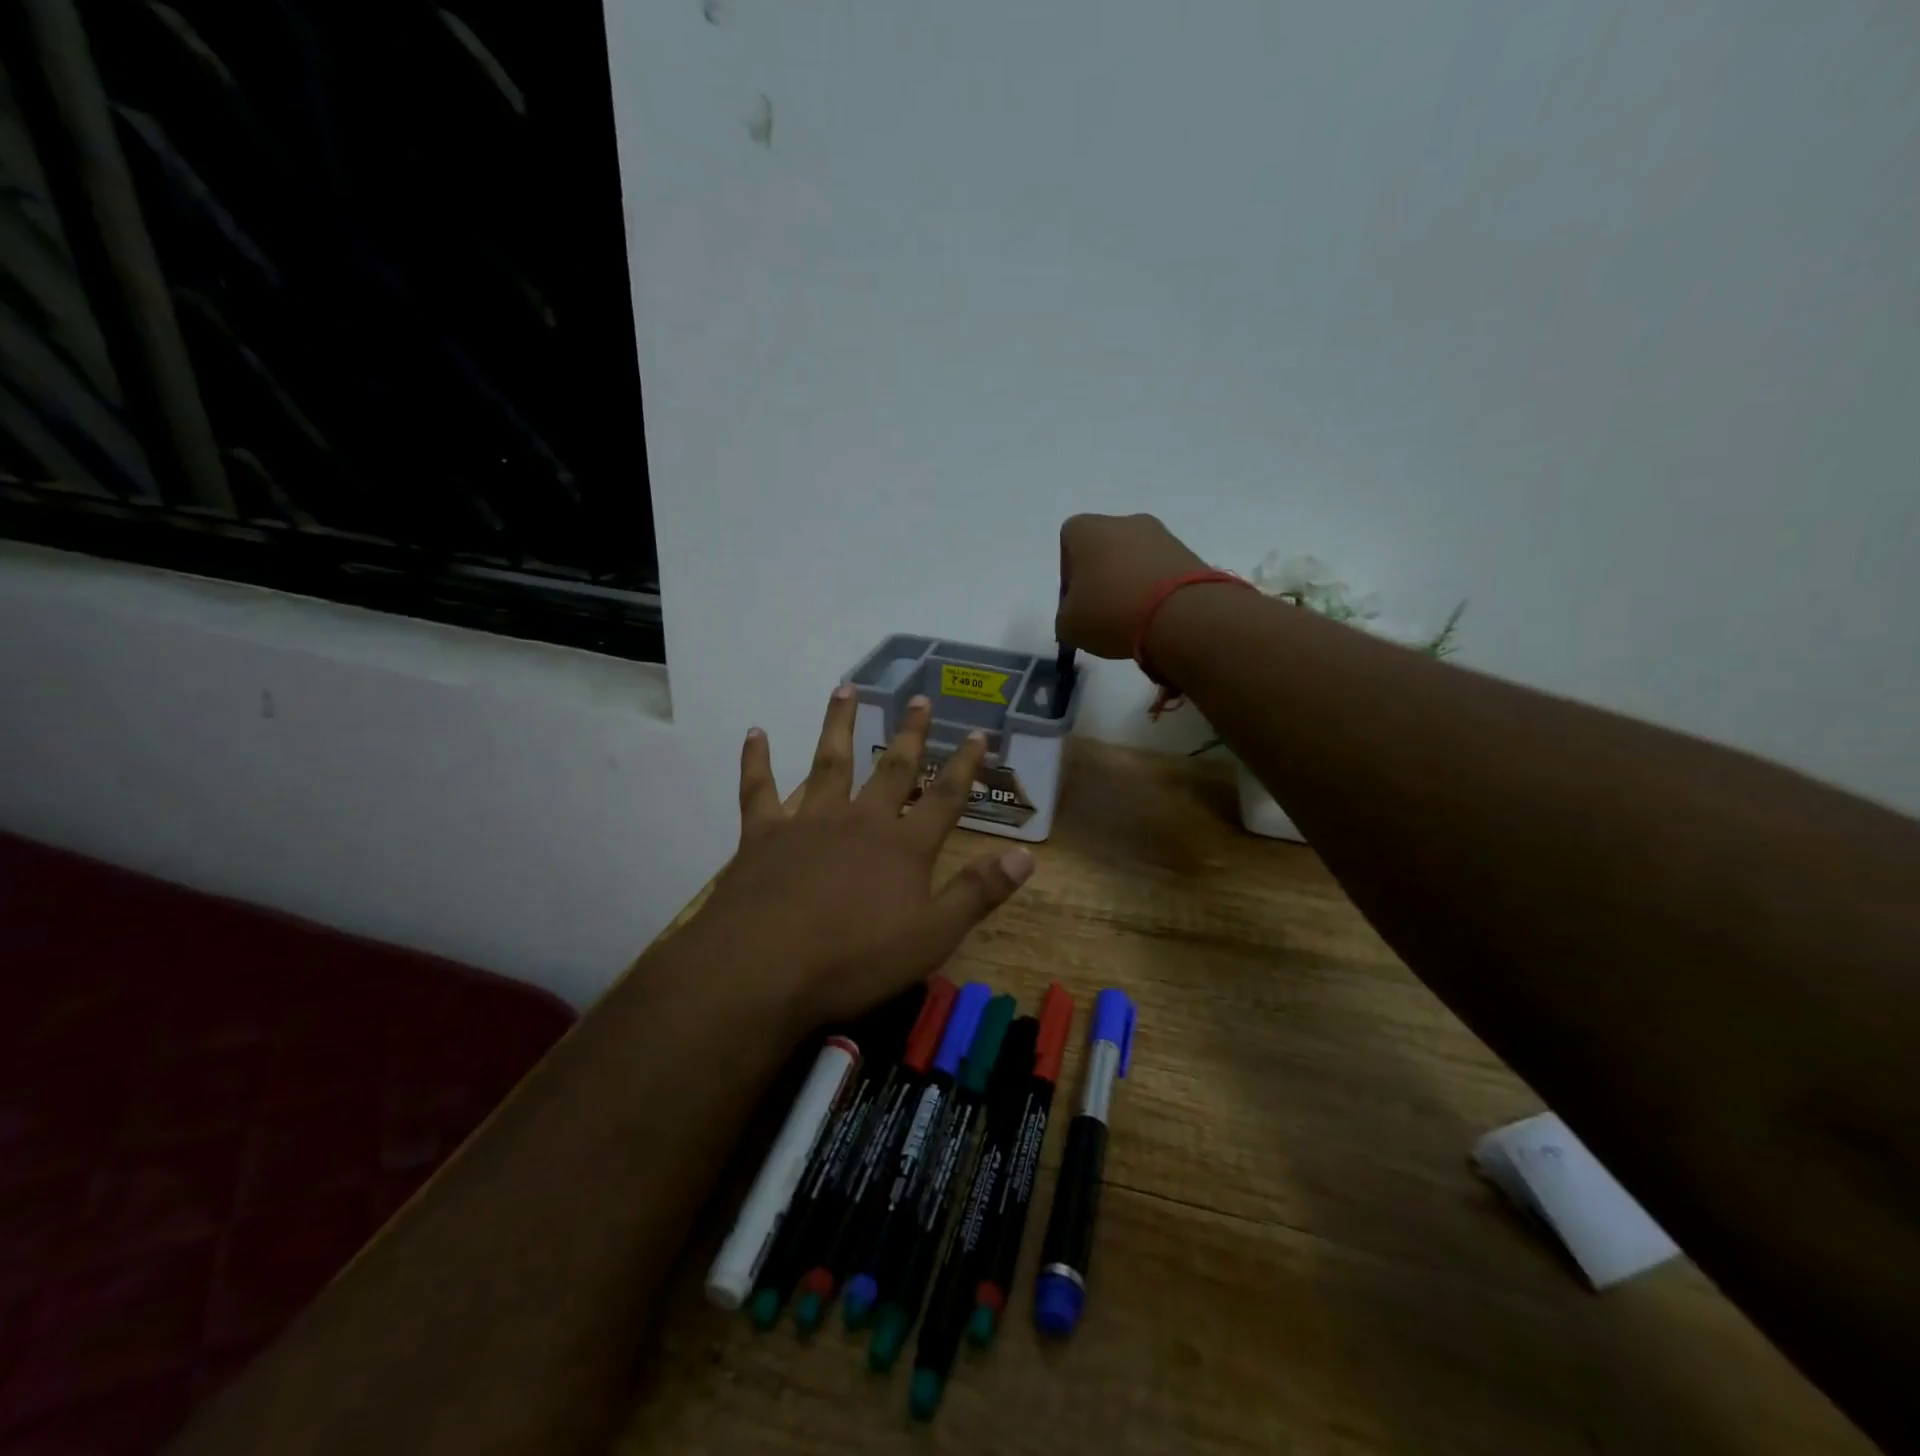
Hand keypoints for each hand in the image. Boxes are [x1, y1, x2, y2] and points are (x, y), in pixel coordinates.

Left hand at [686, 685, 1034, 1030]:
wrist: (763, 969)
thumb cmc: (854, 960)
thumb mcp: (931, 937)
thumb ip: (978, 892)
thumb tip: (1026, 855)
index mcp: (903, 846)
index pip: (945, 797)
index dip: (964, 765)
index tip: (977, 733)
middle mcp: (860, 821)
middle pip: (892, 769)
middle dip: (910, 734)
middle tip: (919, 699)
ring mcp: (809, 821)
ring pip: (829, 762)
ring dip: (839, 724)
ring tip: (845, 688)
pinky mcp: (764, 833)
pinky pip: (760, 789)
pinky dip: (757, 760)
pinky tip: (756, 733)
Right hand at [1056, 513, 1208, 658]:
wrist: (1180, 614)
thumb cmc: (1111, 611)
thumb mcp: (1069, 626)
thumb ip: (1066, 615)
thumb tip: (1079, 614)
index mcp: (1086, 529)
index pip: (1068, 542)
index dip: (1069, 573)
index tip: (1077, 601)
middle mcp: (1124, 521)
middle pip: (1105, 548)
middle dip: (1102, 577)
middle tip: (1103, 612)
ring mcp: (1161, 534)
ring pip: (1135, 559)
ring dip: (1131, 584)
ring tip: (1133, 619)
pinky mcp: (1188, 553)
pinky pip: (1162, 572)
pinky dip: (1156, 591)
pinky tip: (1156, 618)